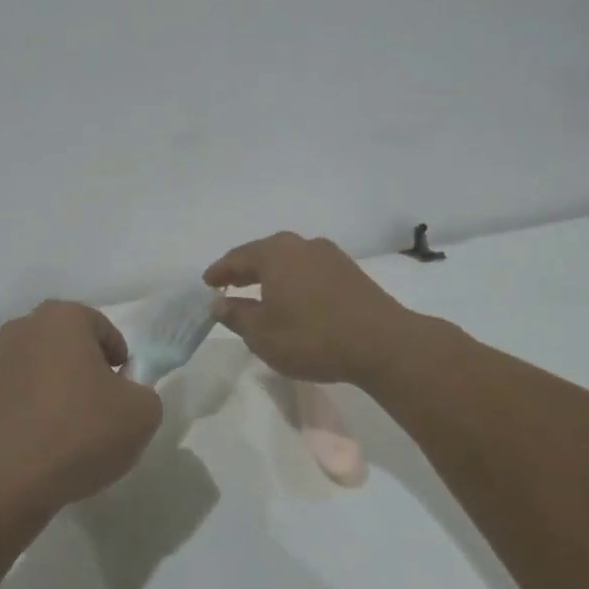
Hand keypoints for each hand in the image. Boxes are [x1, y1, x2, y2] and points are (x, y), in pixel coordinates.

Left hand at [0, 300, 162, 514]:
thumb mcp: (142, 413)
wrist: (9, 482)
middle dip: (82, 365)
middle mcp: (22, 329)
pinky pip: (13, 394)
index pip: (100, 327)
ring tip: (67, 425)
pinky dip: (28, 408)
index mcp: (62, 319)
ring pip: (35, 366)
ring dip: (52, 385)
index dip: (117, 355)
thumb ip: (143, 392)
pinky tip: (40, 440)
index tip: (123, 386)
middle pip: (64, 342)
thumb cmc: (81, 433)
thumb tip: (124, 394)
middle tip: (99, 401)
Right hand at [204, 232, 414, 385]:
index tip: (207, 283)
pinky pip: (310, 270)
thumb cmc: (312, 337)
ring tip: (261, 292)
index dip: (219, 271)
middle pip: (264, 253)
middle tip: (229, 284)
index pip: (237, 257)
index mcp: (275, 253)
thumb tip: (219, 304)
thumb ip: (237, 316)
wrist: (382, 344)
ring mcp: (330, 256)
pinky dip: (295, 281)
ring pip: (290, 260)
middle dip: (245, 269)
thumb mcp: (263, 334)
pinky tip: (295, 298)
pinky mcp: (351, 272)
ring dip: (272, 275)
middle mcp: (301, 245)